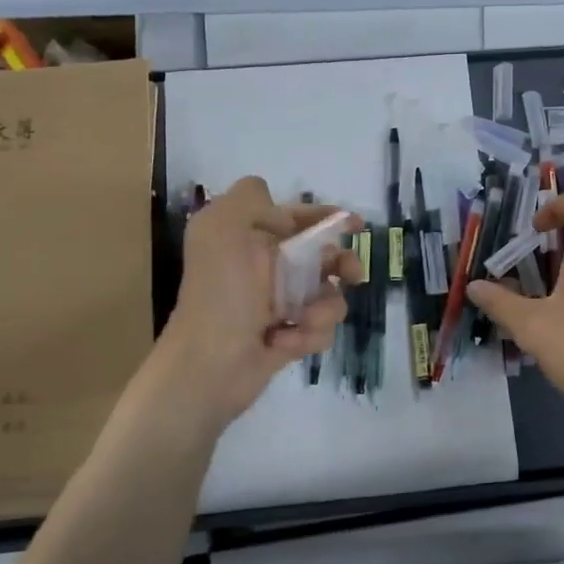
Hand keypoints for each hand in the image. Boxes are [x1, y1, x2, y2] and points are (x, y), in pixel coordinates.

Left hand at [152, 177, 359, 431]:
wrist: (207, 364)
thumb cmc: (220, 292)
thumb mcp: (222, 226)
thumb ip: (250, 199)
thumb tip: (280, 212)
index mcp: (250, 240)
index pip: (295, 218)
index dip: (326, 217)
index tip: (356, 224)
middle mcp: (264, 270)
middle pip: (322, 257)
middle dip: (342, 263)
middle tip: (352, 274)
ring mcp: (278, 306)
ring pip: (327, 296)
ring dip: (324, 307)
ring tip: (303, 320)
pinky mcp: (288, 339)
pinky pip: (320, 330)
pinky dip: (308, 335)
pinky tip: (283, 342)